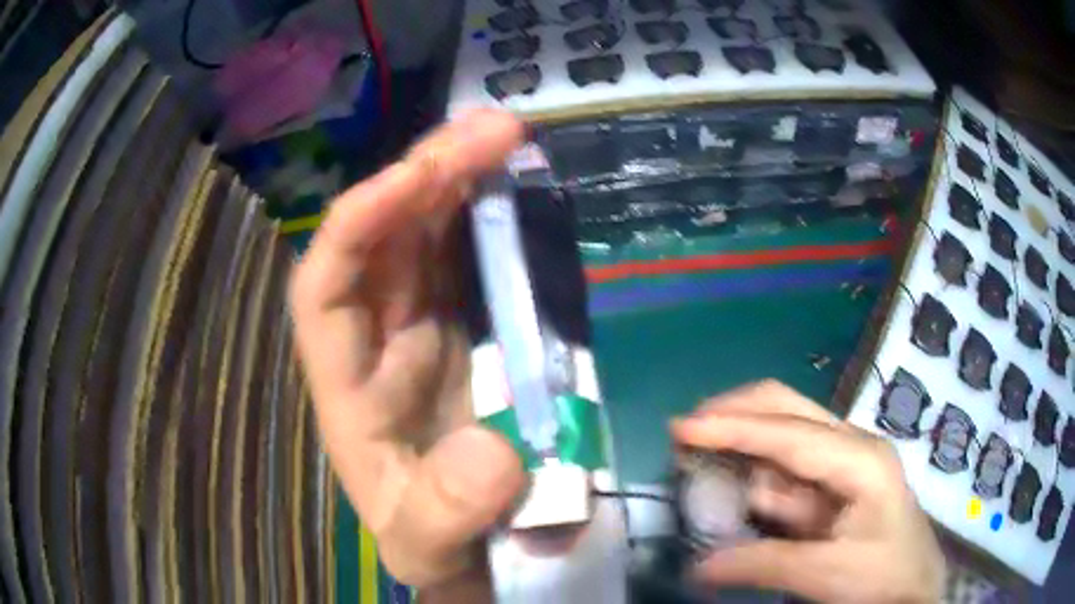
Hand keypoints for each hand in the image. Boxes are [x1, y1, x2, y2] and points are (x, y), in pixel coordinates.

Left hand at [289, 110, 527, 592]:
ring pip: (428, 232)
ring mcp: (426, 327)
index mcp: (347, 383)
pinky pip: (474, 256)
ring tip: (507, 135)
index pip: (325, 282)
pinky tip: (521, 184)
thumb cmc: (436, 544)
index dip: (359, 222)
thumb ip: (447, 514)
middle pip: (385, 236)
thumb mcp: (429, 546)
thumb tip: (496, 454)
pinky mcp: (471, 329)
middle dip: (428, 174)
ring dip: (462, 178)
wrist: (473, 551)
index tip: (416, 176)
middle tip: (493, 129)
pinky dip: (494, 215)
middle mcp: (377, 339)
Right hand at [673, 381, 945, 603]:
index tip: (681, 428)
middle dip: (738, 414)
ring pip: (783, 442)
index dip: (733, 428)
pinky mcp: (831, 489)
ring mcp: (841, 466)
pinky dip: (753, 479)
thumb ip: (764, 564)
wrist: (913, 589)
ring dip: (741, 448)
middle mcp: (850, 448)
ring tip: (696, 459)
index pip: (788, 433)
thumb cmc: (883, 577)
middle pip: (790, 410)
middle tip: (686, 429)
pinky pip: (785, 476)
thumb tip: (700, 566)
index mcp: (859, 459)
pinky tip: (730, 488)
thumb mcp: (827, 574)